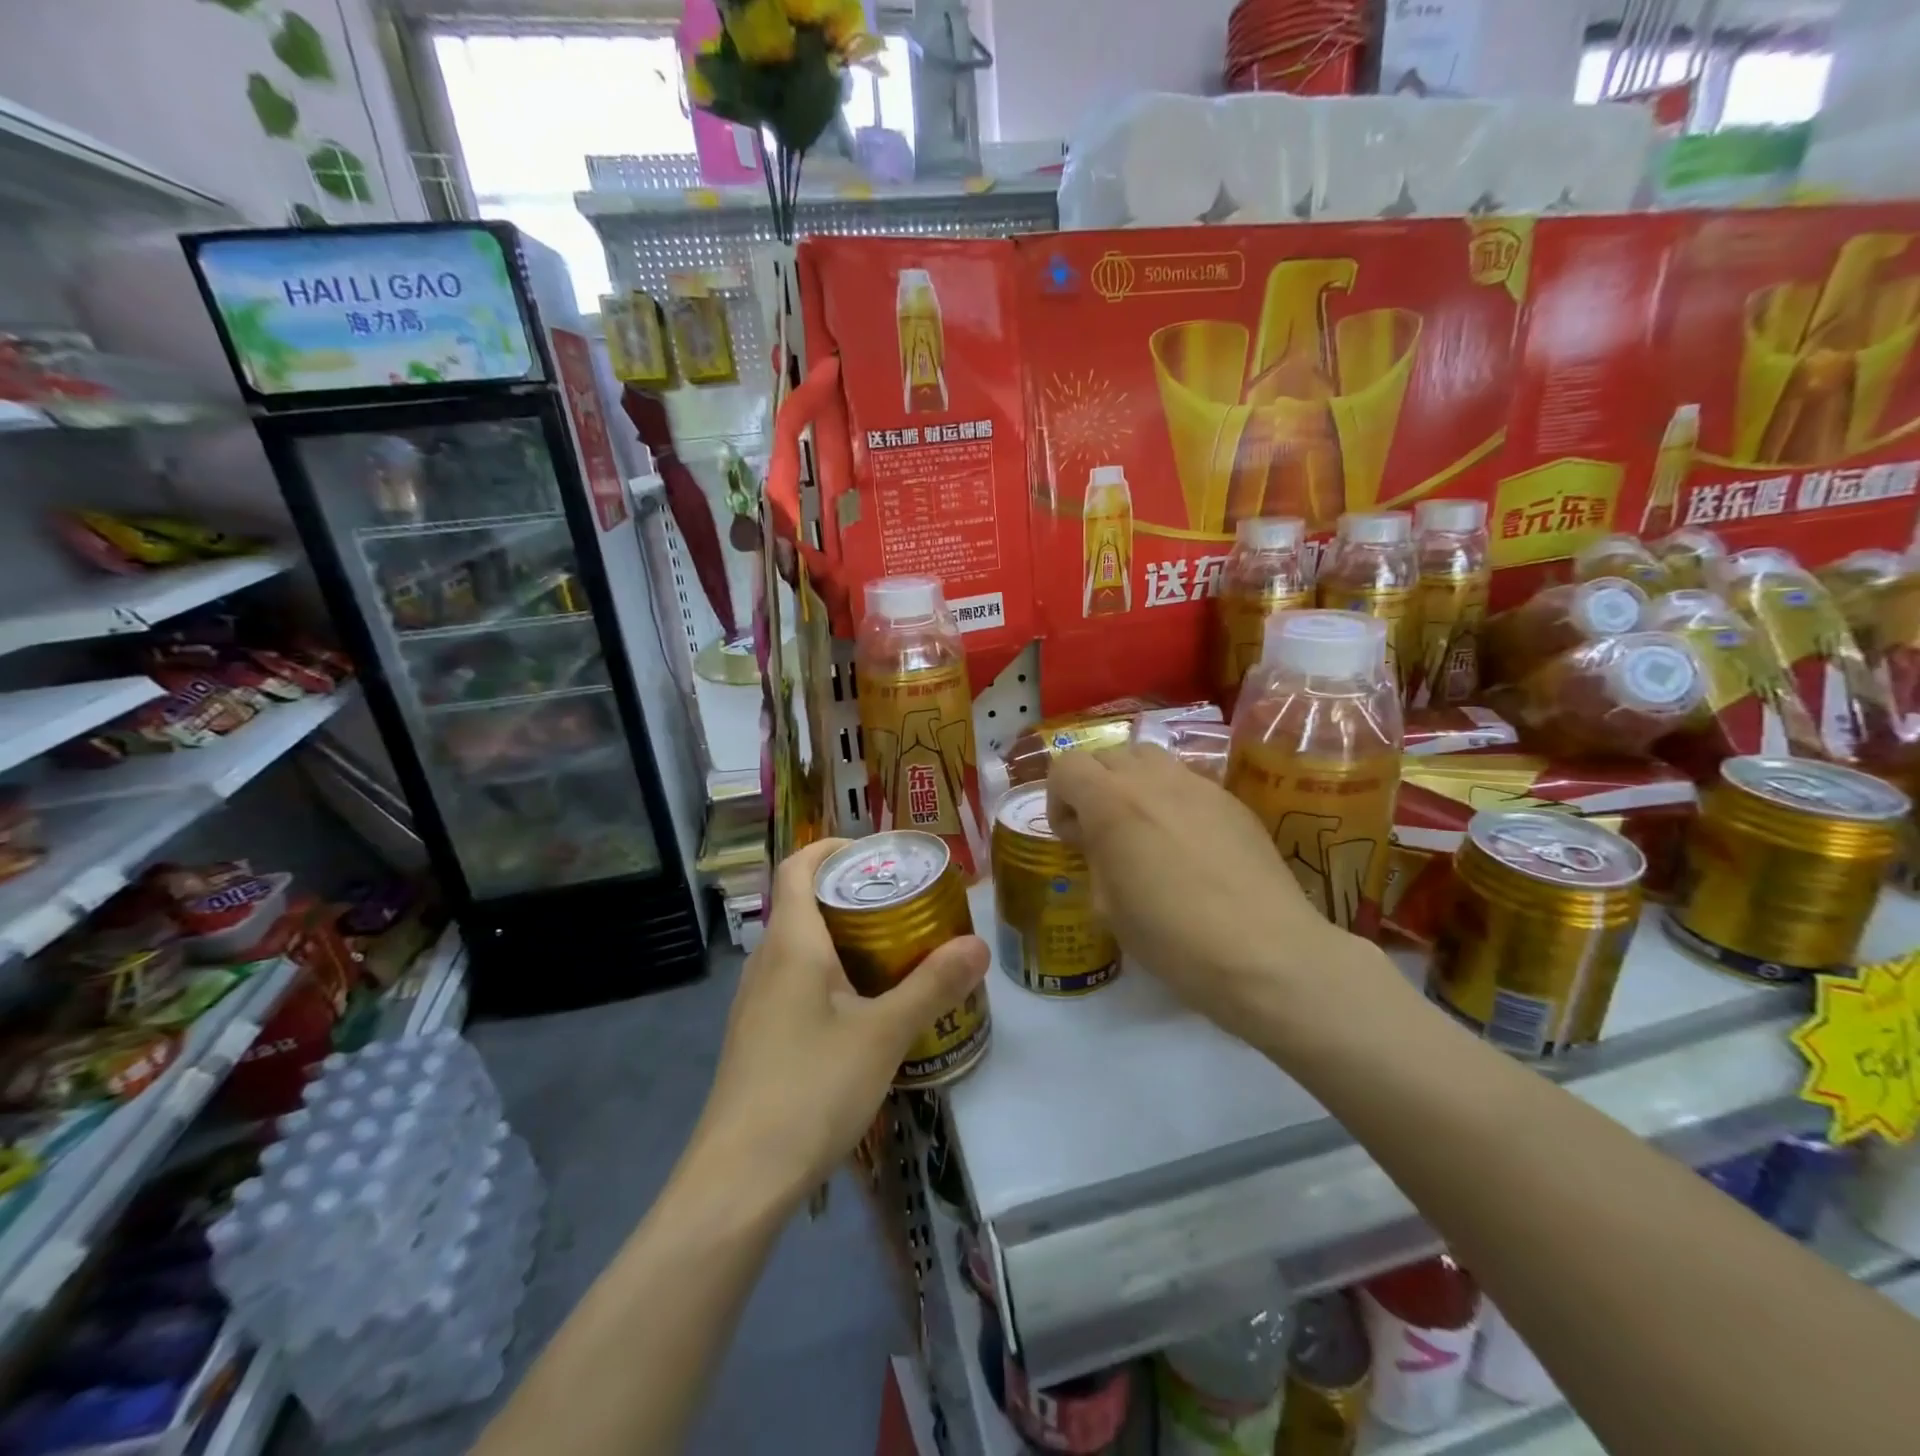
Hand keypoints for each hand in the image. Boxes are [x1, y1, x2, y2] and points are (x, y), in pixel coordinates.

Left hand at [693, 838, 989, 1206]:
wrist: (739, 1180)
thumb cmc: (811, 1089)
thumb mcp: (884, 1034)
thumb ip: (932, 986)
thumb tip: (977, 946)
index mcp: (791, 943)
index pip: (798, 866)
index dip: (832, 847)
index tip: (877, 854)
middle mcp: (766, 962)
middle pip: (803, 904)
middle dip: (852, 896)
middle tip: (905, 906)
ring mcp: (756, 1002)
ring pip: (800, 948)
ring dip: (843, 939)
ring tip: (894, 953)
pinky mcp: (757, 1037)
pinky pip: (795, 983)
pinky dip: (830, 976)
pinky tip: (863, 1012)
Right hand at [1047, 745, 1374, 1038]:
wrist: (1263, 951)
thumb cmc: (1171, 935)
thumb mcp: (1108, 905)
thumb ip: (1094, 857)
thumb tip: (1097, 838)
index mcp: (1112, 801)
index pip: (1067, 765)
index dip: (1058, 797)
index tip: (1071, 836)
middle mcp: (1153, 779)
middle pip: (1108, 755)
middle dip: (1095, 786)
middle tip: (1104, 831)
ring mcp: (1198, 784)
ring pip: (1150, 758)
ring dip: (1134, 783)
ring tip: (1145, 828)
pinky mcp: (1232, 800)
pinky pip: (1188, 782)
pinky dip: (1173, 798)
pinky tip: (1190, 845)